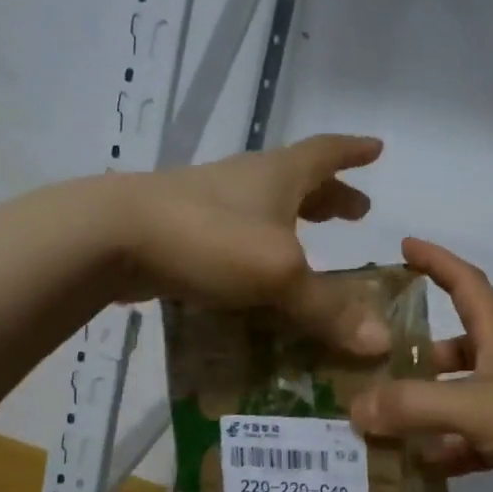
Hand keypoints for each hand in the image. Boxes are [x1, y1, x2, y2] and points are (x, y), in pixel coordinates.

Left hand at [108, 135, 389, 354]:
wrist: (111, 237)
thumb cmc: (209, 238)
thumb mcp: (278, 273)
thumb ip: (328, 309)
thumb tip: (380, 342)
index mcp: (277, 175)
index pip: (326, 152)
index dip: (354, 152)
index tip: (376, 149)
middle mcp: (247, 182)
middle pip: (299, 181)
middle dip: (331, 195)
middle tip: (356, 212)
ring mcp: (211, 205)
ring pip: (266, 209)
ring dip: (295, 222)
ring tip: (314, 245)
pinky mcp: (185, 233)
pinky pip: (238, 238)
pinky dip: (260, 251)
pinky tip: (260, 280)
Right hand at [352, 238, 492, 491]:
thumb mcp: (476, 406)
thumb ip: (414, 405)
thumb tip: (355, 409)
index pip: (466, 285)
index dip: (437, 262)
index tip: (405, 246)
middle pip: (454, 349)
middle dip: (416, 354)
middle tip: (371, 368)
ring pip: (457, 399)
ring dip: (423, 409)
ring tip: (378, 423)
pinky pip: (469, 442)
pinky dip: (443, 450)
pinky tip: (415, 465)